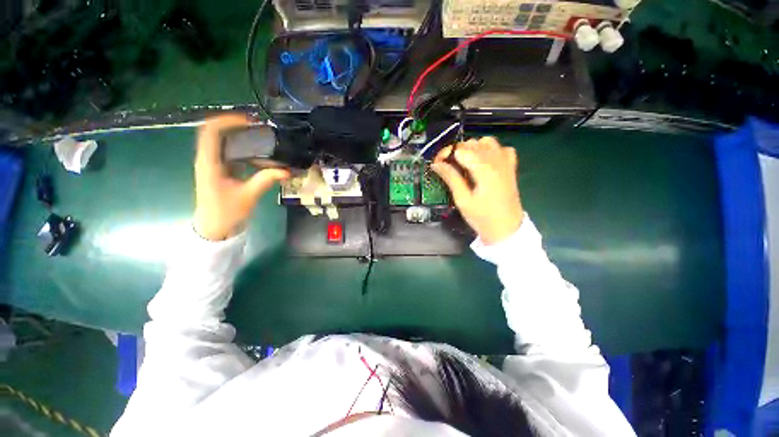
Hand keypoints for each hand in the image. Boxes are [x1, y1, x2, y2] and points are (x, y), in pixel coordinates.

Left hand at [193, 115, 289, 240]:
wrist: (214, 227)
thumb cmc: (226, 212)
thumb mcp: (248, 196)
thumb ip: (266, 180)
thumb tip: (286, 170)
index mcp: (209, 162)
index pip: (212, 132)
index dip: (228, 121)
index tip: (250, 121)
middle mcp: (208, 159)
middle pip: (217, 132)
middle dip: (237, 126)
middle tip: (260, 127)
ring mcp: (213, 164)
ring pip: (224, 142)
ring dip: (241, 137)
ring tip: (262, 138)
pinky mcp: (220, 170)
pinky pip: (231, 153)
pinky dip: (244, 149)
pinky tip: (259, 154)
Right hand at [432, 137, 523, 244]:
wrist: (506, 228)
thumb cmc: (482, 217)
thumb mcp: (462, 200)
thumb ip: (451, 178)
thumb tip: (436, 164)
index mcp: (484, 169)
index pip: (461, 150)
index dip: (446, 154)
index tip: (437, 164)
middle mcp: (497, 160)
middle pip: (472, 143)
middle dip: (456, 152)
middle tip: (447, 167)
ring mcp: (506, 162)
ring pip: (486, 141)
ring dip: (472, 149)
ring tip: (464, 164)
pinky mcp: (510, 166)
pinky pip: (499, 148)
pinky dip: (489, 150)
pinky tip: (483, 162)